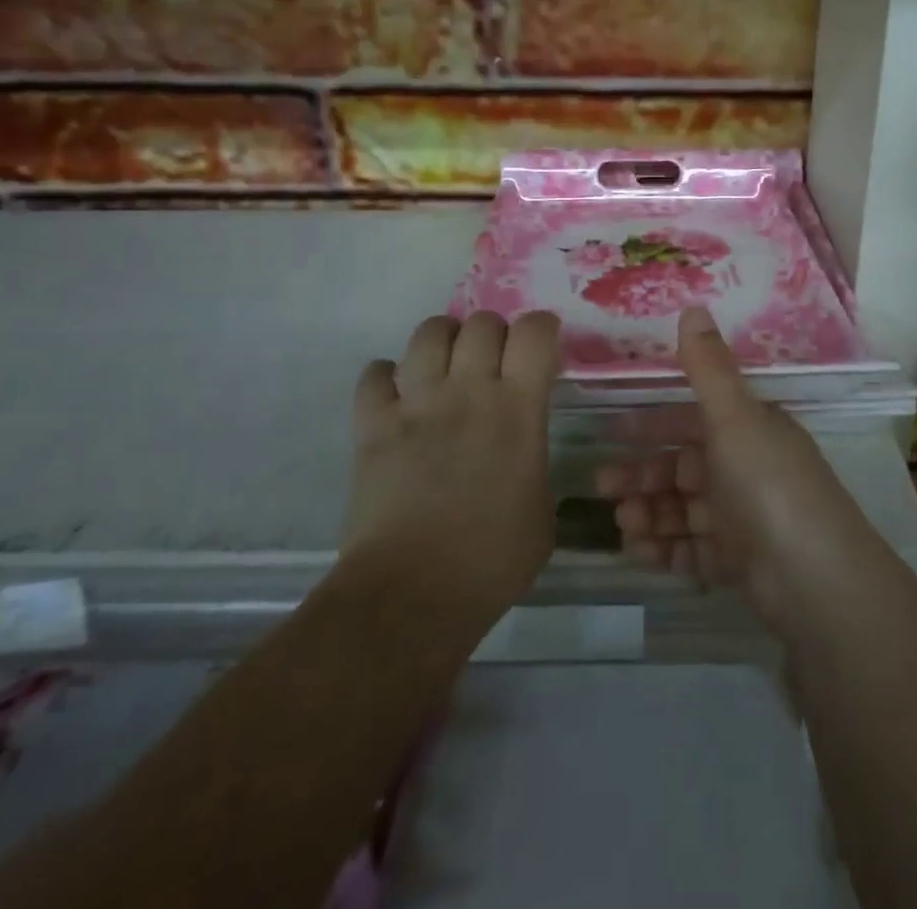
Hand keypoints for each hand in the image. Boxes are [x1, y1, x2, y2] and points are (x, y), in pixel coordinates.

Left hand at [344, 311, 561, 633]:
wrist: (412, 594)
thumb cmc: (491, 562)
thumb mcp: (543, 513)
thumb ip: (535, 465)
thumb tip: (524, 457)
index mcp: (519, 409)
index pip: (536, 332)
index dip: (542, 329)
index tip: (540, 349)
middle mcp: (470, 391)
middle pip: (482, 322)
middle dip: (492, 333)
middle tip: (492, 363)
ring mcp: (417, 403)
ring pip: (428, 333)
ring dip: (442, 341)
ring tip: (445, 367)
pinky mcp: (373, 424)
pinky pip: (374, 375)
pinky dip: (386, 378)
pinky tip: (396, 397)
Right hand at [595, 307, 885, 632]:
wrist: (816, 578)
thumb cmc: (769, 484)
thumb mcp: (735, 417)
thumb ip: (707, 367)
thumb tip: (692, 306)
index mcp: (750, 431)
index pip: (693, 420)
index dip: (653, 424)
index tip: (613, 430)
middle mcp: (747, 469)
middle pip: (684, 468)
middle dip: (643, 475)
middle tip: (603, 485)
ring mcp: (745, 519)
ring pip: (685, 510)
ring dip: (650, 512)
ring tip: (622, 522)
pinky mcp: (741, 563)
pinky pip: (694, 550)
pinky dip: (666, 548)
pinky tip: (638, 551)